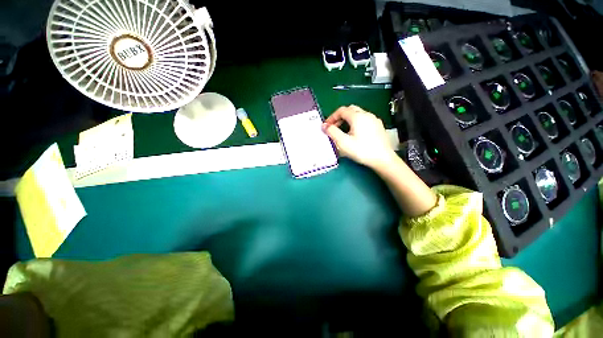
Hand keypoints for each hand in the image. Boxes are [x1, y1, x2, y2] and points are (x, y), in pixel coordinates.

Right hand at [323, 105, 395, 169]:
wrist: (383, 159)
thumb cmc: (362, 150)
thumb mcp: (343, 142)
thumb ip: (332, 132)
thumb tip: (325, 126)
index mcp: (358, 116)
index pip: (341, 110)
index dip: (331, 117)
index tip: (326, 126)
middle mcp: (367, 115)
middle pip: (350, 110)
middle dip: (339, 117)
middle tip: (334, 127)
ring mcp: (374, 120)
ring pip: (358, 114)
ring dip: (347, 120)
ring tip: (343, 132)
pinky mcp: (378, 126)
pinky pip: (364, 120)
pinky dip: (356, 123)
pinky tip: (355, 134)